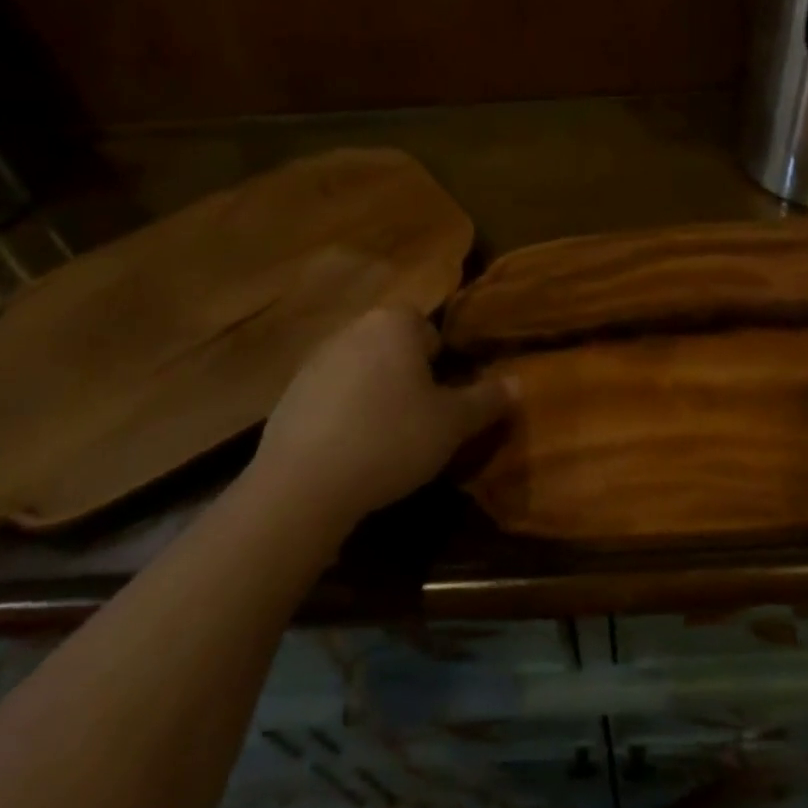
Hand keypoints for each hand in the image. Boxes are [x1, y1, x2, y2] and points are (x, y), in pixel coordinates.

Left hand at [250, 308, 512, 534]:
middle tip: (421, 420)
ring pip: (363, 370)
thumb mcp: (453, 424)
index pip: (429, 329)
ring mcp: (316, 359)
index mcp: (394, 323)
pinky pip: (332, 395)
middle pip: (394, 347)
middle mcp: (353, 329)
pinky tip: (350, 450)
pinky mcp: (289, 393)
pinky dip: (344, 413)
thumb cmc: (391, 439)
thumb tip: (518, 383)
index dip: (443, 364)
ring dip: (376, 394)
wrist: (303, 484)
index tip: (444, 400)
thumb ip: (488, 399)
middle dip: (409, 376)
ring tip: (385, 439)